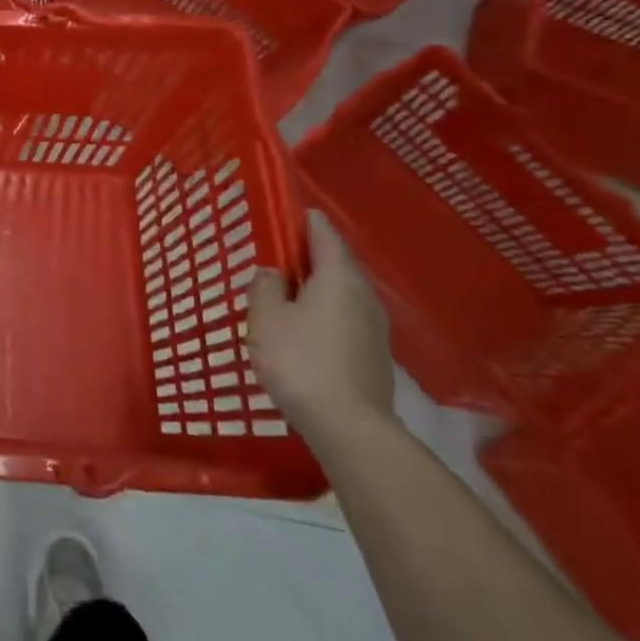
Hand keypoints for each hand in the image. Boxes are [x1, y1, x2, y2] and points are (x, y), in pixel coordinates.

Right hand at [249, 211, 394, 449]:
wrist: (348, 427)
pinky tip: (303, 328)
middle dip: (309, 256)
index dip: (305, 221)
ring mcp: (375, 328)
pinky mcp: (374, 355)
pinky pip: (345, 318)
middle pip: (336, 264)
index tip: (289, 213)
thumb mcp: (265, 317)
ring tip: (286, 293)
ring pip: (341, 293)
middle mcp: (363, 295)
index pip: (323, 234)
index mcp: (338, 277)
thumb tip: (274, 273)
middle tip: (279, 255)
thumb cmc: (300, 360)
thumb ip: (265, 286)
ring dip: (316, 287)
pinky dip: (324, 312)